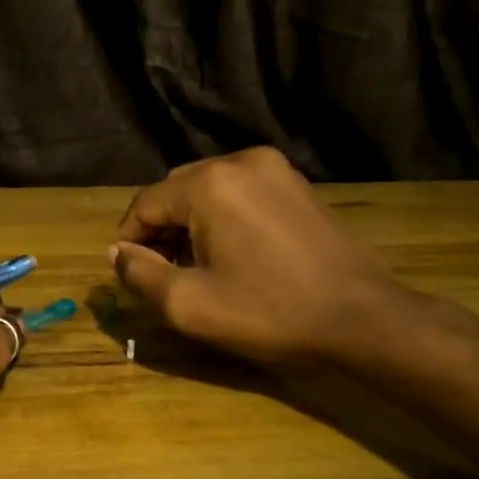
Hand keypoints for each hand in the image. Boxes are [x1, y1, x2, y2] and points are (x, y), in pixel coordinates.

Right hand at [110, 148, 417, 363]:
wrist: (361, 317)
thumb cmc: (270, 312)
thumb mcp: (189, 305)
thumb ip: (140, 275)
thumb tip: (117, 253)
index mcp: (209, 184)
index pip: (145, 203)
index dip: (129, 240)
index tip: (129, 274)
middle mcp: (240, 161)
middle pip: (176, 192)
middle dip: (160, 231)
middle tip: (161, 274)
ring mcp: (275, 169)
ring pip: (207, 191)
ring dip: (190, 225)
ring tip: (195, 268)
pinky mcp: (297, 185)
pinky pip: (240, 193)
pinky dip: (222, 218)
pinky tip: (231, 254)